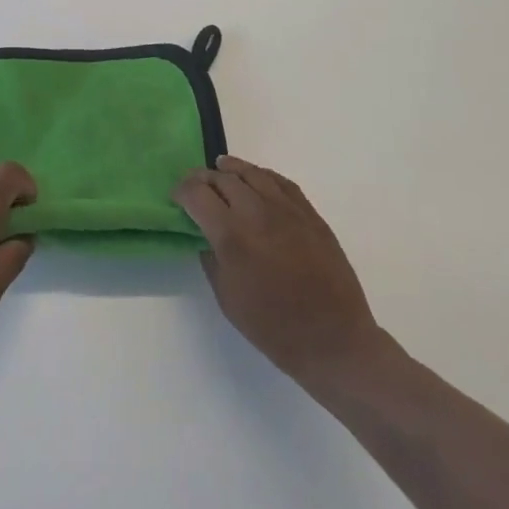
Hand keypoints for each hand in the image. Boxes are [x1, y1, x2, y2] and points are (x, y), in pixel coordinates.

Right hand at [174, 156, 390, 383]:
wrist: (333, 340)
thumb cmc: (273, 326)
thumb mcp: (226, 298)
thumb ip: (211, 258)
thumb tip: (206, 235)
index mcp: (232, 236)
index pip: (197, 194)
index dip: (181, 191)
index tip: (176, 198)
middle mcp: (257, 213)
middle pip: (223, 178)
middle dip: (203, 178)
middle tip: (195, 186)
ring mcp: (288, 210)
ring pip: (253, 173)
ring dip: (231, 169)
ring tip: (221, 168)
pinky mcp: (310, 215)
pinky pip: (282, 183)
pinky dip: (263, 176)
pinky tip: (256, 179)